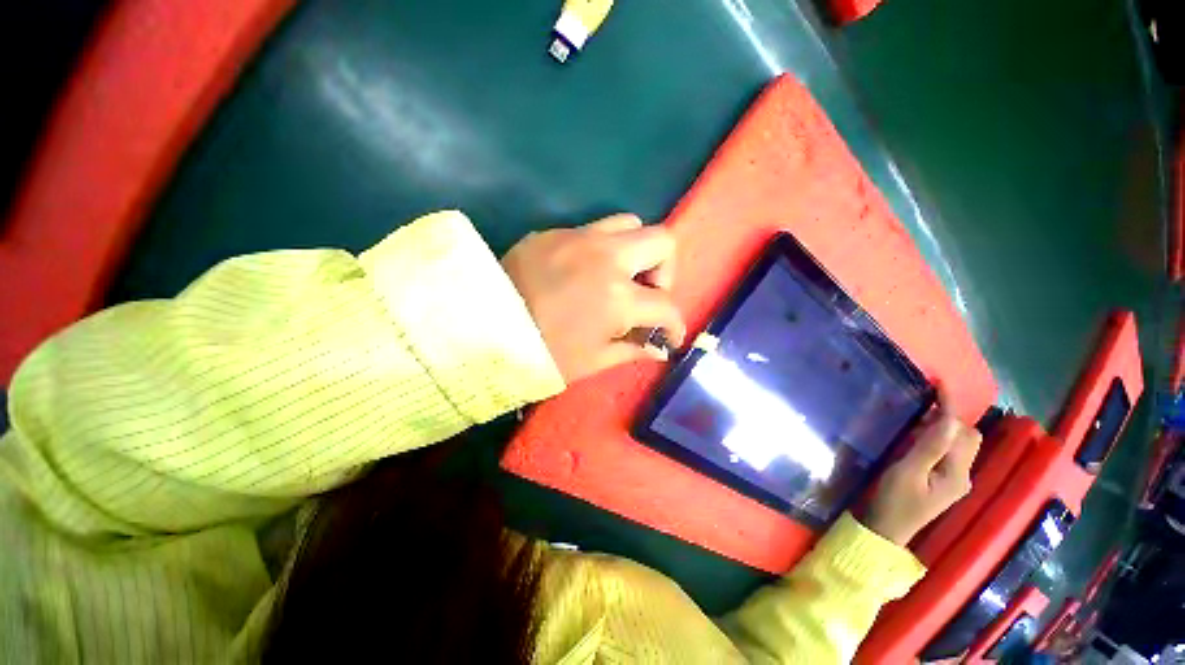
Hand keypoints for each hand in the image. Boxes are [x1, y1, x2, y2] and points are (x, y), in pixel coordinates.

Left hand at [501, 214, 686, 383]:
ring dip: (635, 250)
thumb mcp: (592, 361)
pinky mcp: (554, 233)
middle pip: (662, 241)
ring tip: (620, 276)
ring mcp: (579, 239)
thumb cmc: (541, 353)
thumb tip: (658, 350)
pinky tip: (583, 272)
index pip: (666, 306)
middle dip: (665, 270)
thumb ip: (632, 351)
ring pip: (630, 224)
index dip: (675, 325)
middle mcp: (607, 259)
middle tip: (648, 293)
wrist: (482, 329)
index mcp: (618, 298)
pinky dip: (600, 250)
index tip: (668, 336)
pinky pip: (592, 230)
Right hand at [863, 387, 982, 545]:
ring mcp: (954, 480)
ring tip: (918, 422)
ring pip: (960, 444)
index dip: (951, 407)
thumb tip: (946, 418)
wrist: (884, 530)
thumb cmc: (893, 500)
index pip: (960, 432)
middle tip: (921, 410)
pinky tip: (919, 439)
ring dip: (945, 429)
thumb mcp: (906, 472)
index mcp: (956, 473)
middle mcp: (962, 475)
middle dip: (951, 419)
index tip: (939, 384)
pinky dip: (939, 439)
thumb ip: (929, 447)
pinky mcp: (943, 482)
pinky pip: (949, 452)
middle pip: (968, 437)